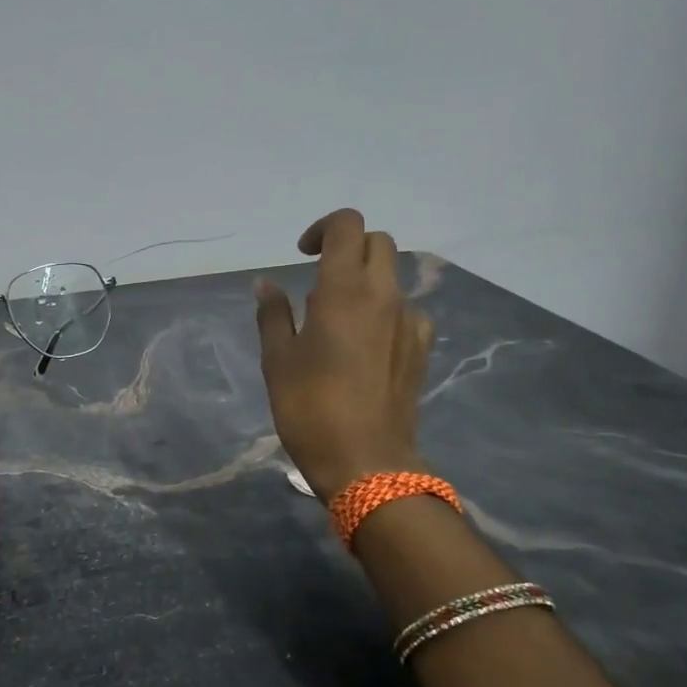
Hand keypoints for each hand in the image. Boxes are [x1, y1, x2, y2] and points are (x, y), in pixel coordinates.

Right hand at [255, 208, 433, 500]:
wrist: (365, 461)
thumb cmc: (309, 407)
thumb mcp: (277, 359)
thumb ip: (273, 314)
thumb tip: (265, 284)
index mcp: (345, 289)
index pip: (347, 225)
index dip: (323, 229)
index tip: (302, 255)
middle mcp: (384, 295)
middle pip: (378, 243)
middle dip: (349, 248)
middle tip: (320, 278)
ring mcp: (409, 322)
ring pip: (393, 278)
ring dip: (367, 281)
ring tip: (338, 318)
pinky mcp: (421, 349)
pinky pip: (405, 312)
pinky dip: (385, 312)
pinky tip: (366, 344)